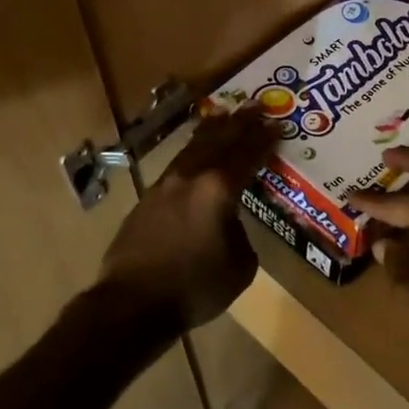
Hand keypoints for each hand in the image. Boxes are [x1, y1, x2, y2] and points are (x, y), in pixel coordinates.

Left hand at [96, 107, 276, 330]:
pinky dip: (192, 151)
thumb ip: (240, 234)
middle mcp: (192, 177)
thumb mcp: (240, 266)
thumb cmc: (194, 288)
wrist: (132, 303)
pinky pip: (176, 165)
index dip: (264, 139)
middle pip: (220, 141)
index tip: (276, 124)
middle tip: (254, 104)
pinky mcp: (147, 199)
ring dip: (212, 131)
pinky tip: (194, 153)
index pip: (247, 155)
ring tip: (224, 115)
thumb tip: (230, 224)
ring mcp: (165, 185)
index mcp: (219, 190)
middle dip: (239, 123)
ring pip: (193, 148)